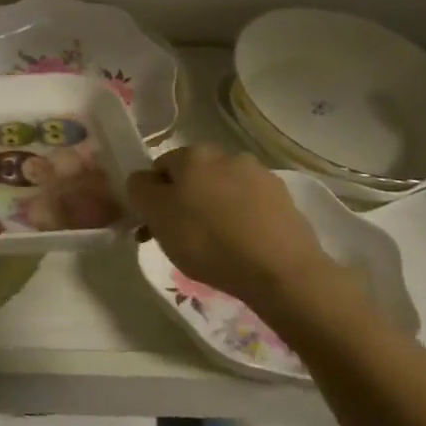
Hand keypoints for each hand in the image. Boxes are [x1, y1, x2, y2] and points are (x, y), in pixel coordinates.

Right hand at [127, 146, 339, 314]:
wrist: (282, 272)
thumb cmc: (208, 240)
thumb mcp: (156, 215)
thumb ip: (139, 189)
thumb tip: (143, 180)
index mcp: (192, 154)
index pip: (159, 168)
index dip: (152, 197)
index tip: (154, 227)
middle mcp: (226, 155)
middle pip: (193, 177)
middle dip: (184, 202)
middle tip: (181, 239)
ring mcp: (260, 176)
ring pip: (223, 191)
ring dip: (214, 210)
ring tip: (215, 247)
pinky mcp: (285, 200)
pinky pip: (250, 207)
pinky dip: (242, 221)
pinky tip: (242, 247)